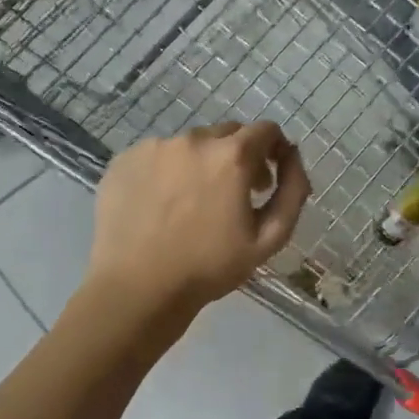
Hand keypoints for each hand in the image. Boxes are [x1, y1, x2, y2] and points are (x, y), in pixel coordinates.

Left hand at [87, 121, 310, 315]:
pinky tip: (164, 205)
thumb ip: (293, 191)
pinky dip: (169, 171)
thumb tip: (293, 158)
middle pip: (228, 134)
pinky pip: (158, 155)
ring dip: (202, 164)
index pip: (265, 130)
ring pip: (191, 144)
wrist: (138, 288)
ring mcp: (154, 147)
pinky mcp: (125, 160)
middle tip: (235, 195)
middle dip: (240, 157)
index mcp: (231, 156)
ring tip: (194, 203)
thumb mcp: (270, 238)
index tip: (269, 179)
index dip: (274, 150)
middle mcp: (193, 140)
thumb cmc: (210, 267)